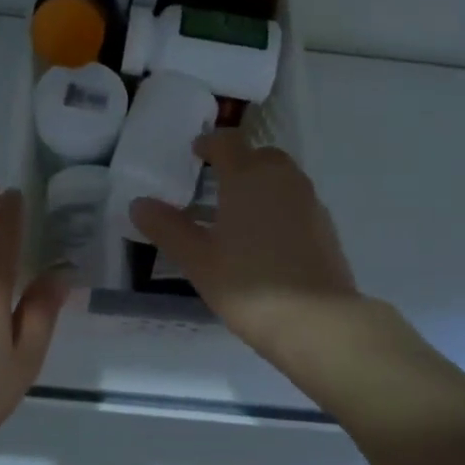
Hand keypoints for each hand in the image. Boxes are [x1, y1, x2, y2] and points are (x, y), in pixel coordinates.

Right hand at [130, 131, 360, 368]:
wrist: (317, 322)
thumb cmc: (248, 285)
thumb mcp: (197, 259)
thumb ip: (168, 228)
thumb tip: (139, 203)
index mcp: (248, 177)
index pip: (227, 142)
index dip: (209, 143)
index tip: (195, 153)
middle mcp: (283, 179)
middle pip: (260, 156)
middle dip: (238, 163)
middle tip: (215, 185)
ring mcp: (310, 202)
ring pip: (282, 179)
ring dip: (260, 186)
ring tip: (237, 216)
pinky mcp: (326, 228)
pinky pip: (296, 204)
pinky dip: (279, 209)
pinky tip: (265, 241)